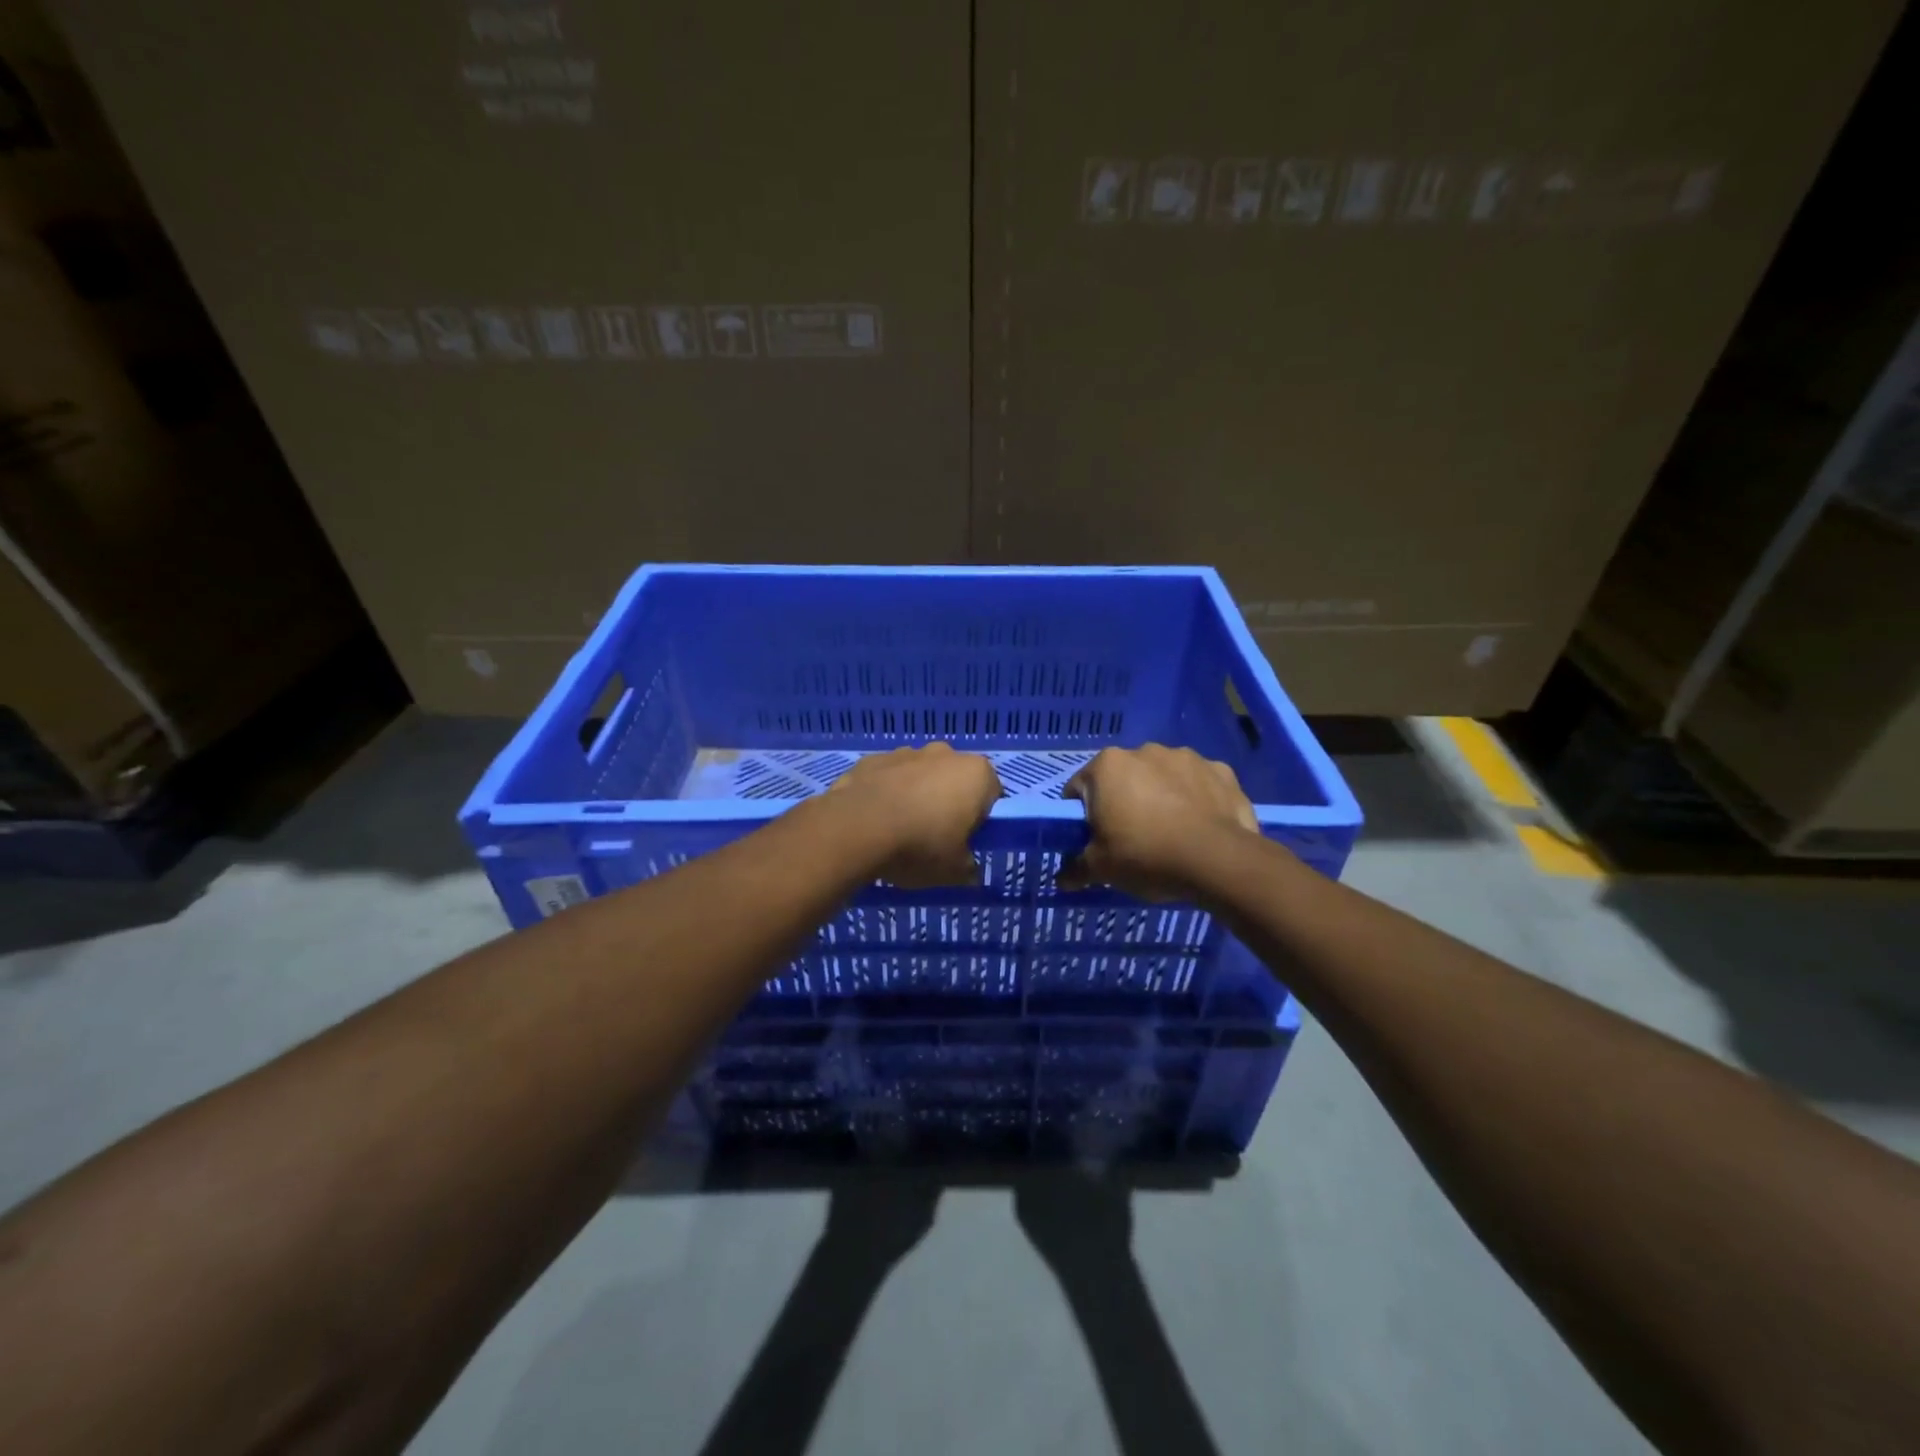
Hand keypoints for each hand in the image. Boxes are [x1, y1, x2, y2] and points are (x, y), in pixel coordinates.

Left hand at [826, 743, 1001, 887]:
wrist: (855, 829)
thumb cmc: (920, 846)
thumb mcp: (954, 871)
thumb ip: (968, 868)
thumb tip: (969, 870)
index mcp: (976, 773)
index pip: (992, 794)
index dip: (981, 819)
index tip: (966, 840)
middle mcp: (945, 753)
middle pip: (955, 779)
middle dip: (948, 802)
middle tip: (935, 836)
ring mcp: (906, 752)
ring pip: (920, 775)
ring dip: (916, 794)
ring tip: (899, 829)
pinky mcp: (872, 759)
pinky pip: (888, 777)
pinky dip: (886, 792)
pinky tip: (875, 819)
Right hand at [1059, 745, 1260, 899]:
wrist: (1219, 861)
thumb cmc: (1146, 856)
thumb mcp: (1101, 869)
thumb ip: (1076, 869)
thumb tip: (1061, 879)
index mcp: (1107, 766)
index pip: (1080, 788)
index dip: (1083, 816)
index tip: (1094, 839)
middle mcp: (1144, 751)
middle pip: (1123, 779)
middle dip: (1124, 802)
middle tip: (1131, 839)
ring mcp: (1186, 757)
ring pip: (1162, 777)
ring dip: (1161, 796)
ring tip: (1170, 833)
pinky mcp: (1220, 770)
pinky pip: (1198, 783)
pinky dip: (1195, 798)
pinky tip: (1200, 826)